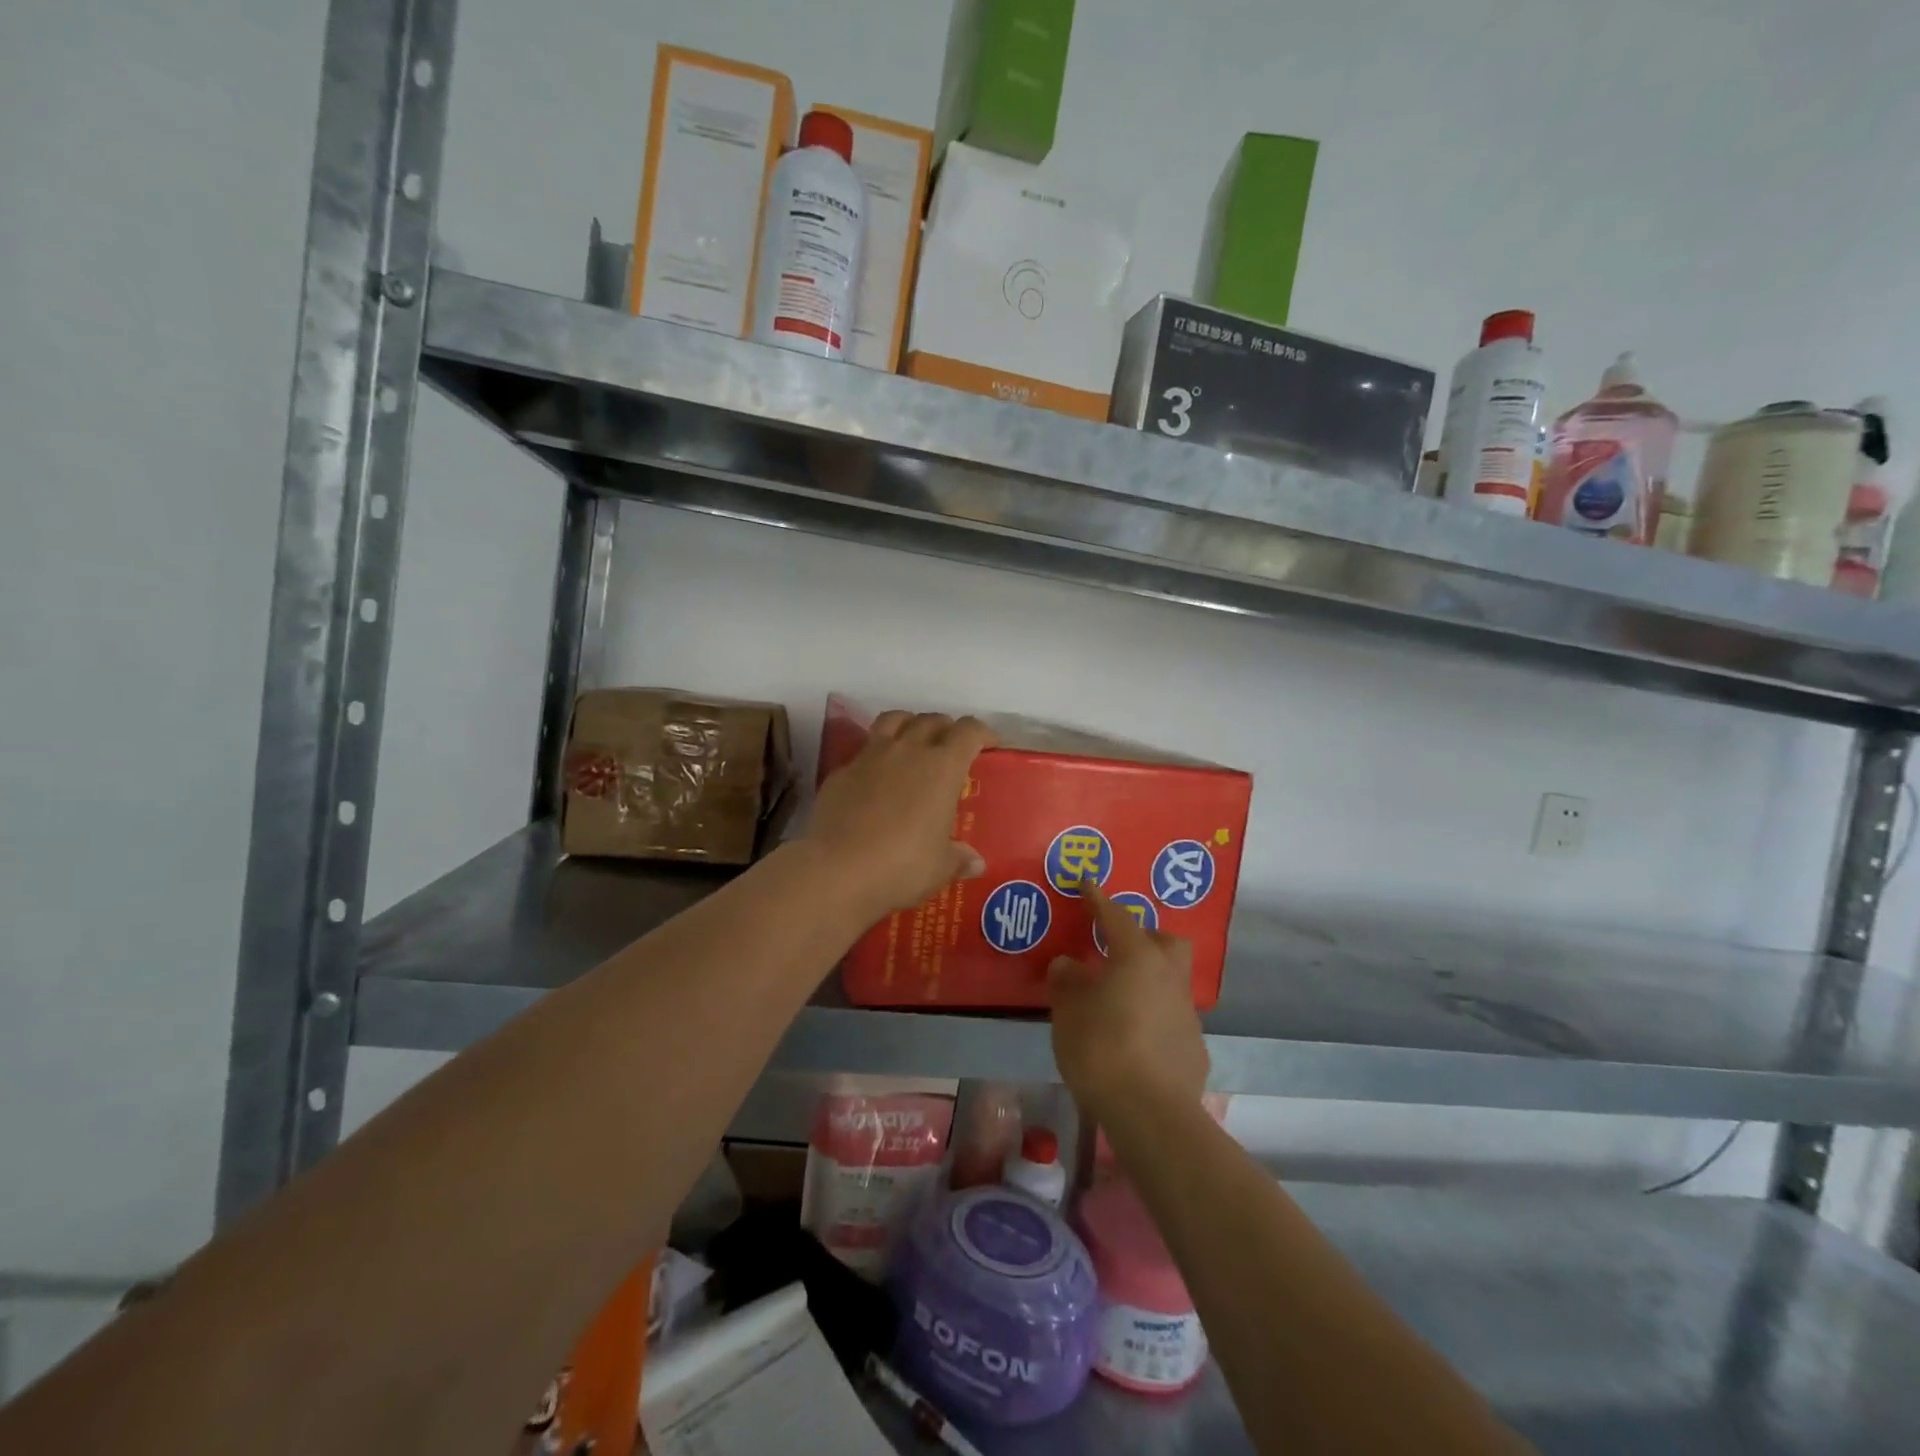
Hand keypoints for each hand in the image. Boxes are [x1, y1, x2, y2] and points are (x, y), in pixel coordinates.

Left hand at [806, 711, 994, 917]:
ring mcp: (869, 757)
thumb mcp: (940, 867)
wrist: (837, 870)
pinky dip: (874, 757)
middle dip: (945, 728)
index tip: (987, 745)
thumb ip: (958, 858)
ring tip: (912, 743)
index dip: (982, 733)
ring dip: (908, 725)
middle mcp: (907, 751)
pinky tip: (874, 779)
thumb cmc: (902, 866)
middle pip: (931, 720)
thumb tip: (975, 861)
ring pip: (893, 721)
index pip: (968, 731)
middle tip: (950, 747)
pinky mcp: (840, 772)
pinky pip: (863, 751)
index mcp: (942, 767)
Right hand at [1048, 880, 1208, 1121]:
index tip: (1086, 883)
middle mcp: (1168, 977)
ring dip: (1147, 979)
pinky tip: (1133, 1037)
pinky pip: (1171, 1015)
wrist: (1152, 1114)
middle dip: (1143, 936)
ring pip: (1170, 979)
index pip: (1116, 916)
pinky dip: (1153, 1015)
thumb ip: (1067, 982)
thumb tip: (1068, 964)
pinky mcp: (1194, 1045)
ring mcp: (1186, 1012)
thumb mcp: (1069, 1012)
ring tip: (1118, 998)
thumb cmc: (1102, 1049)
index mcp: (1137, 958)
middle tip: (1116, 948)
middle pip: (1164, 941)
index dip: (1097, 899)